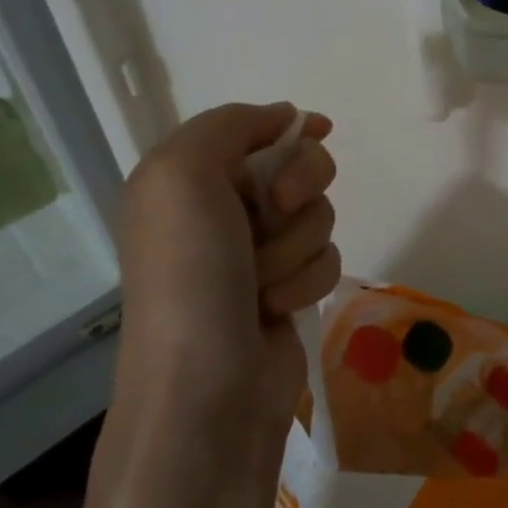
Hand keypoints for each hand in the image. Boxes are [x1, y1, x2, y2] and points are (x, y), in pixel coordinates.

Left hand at [61, 102, 339, 507]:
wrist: (206, 390)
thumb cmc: (189, 274)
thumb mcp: (183, 174)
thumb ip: (230, 124)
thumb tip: (287, 117)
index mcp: (187, 179)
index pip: (252, 130)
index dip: (287, 129)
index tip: (316, 131)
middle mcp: (221, 211)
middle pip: (297, 165)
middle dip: (298, 185)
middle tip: (279, 207)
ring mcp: (257, 253)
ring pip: (317, 214)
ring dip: (296, 245)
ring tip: (263, 284)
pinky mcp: (287, 289)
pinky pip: (324, 256)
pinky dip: (306, 278)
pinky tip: (277, 309)